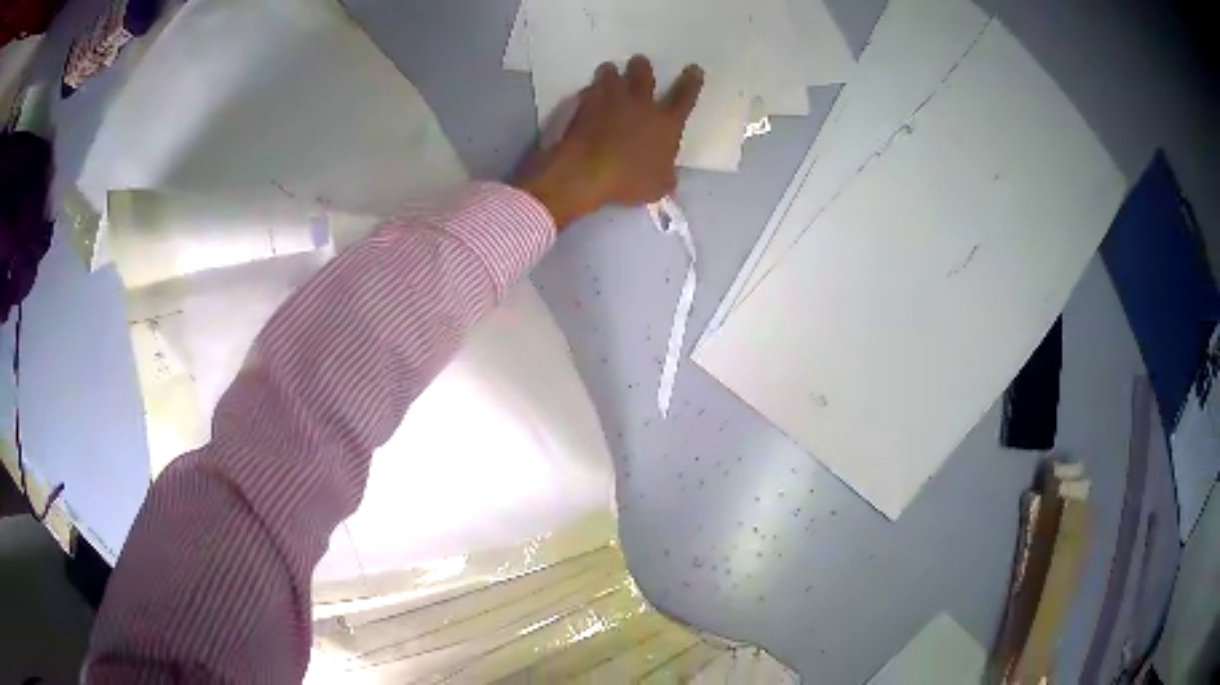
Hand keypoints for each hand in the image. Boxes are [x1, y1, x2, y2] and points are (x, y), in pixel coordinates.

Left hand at [515, 56, 703, 228]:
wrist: (586, 172)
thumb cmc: (629, 180)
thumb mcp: (659, 186)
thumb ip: (667, 175)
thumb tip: (668, 173)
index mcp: (667, 123)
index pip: (685, 96)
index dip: (692, 81)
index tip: (693, 69)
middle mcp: (641, 104)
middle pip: (644, 75)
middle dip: (642, 67)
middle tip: (639, 62)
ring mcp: (611, 101)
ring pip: (613, 75)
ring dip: (612, 72)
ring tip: (610, 70)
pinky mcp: (585, 104)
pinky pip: (590, 90)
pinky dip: (591, 90)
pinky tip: (588, 93)